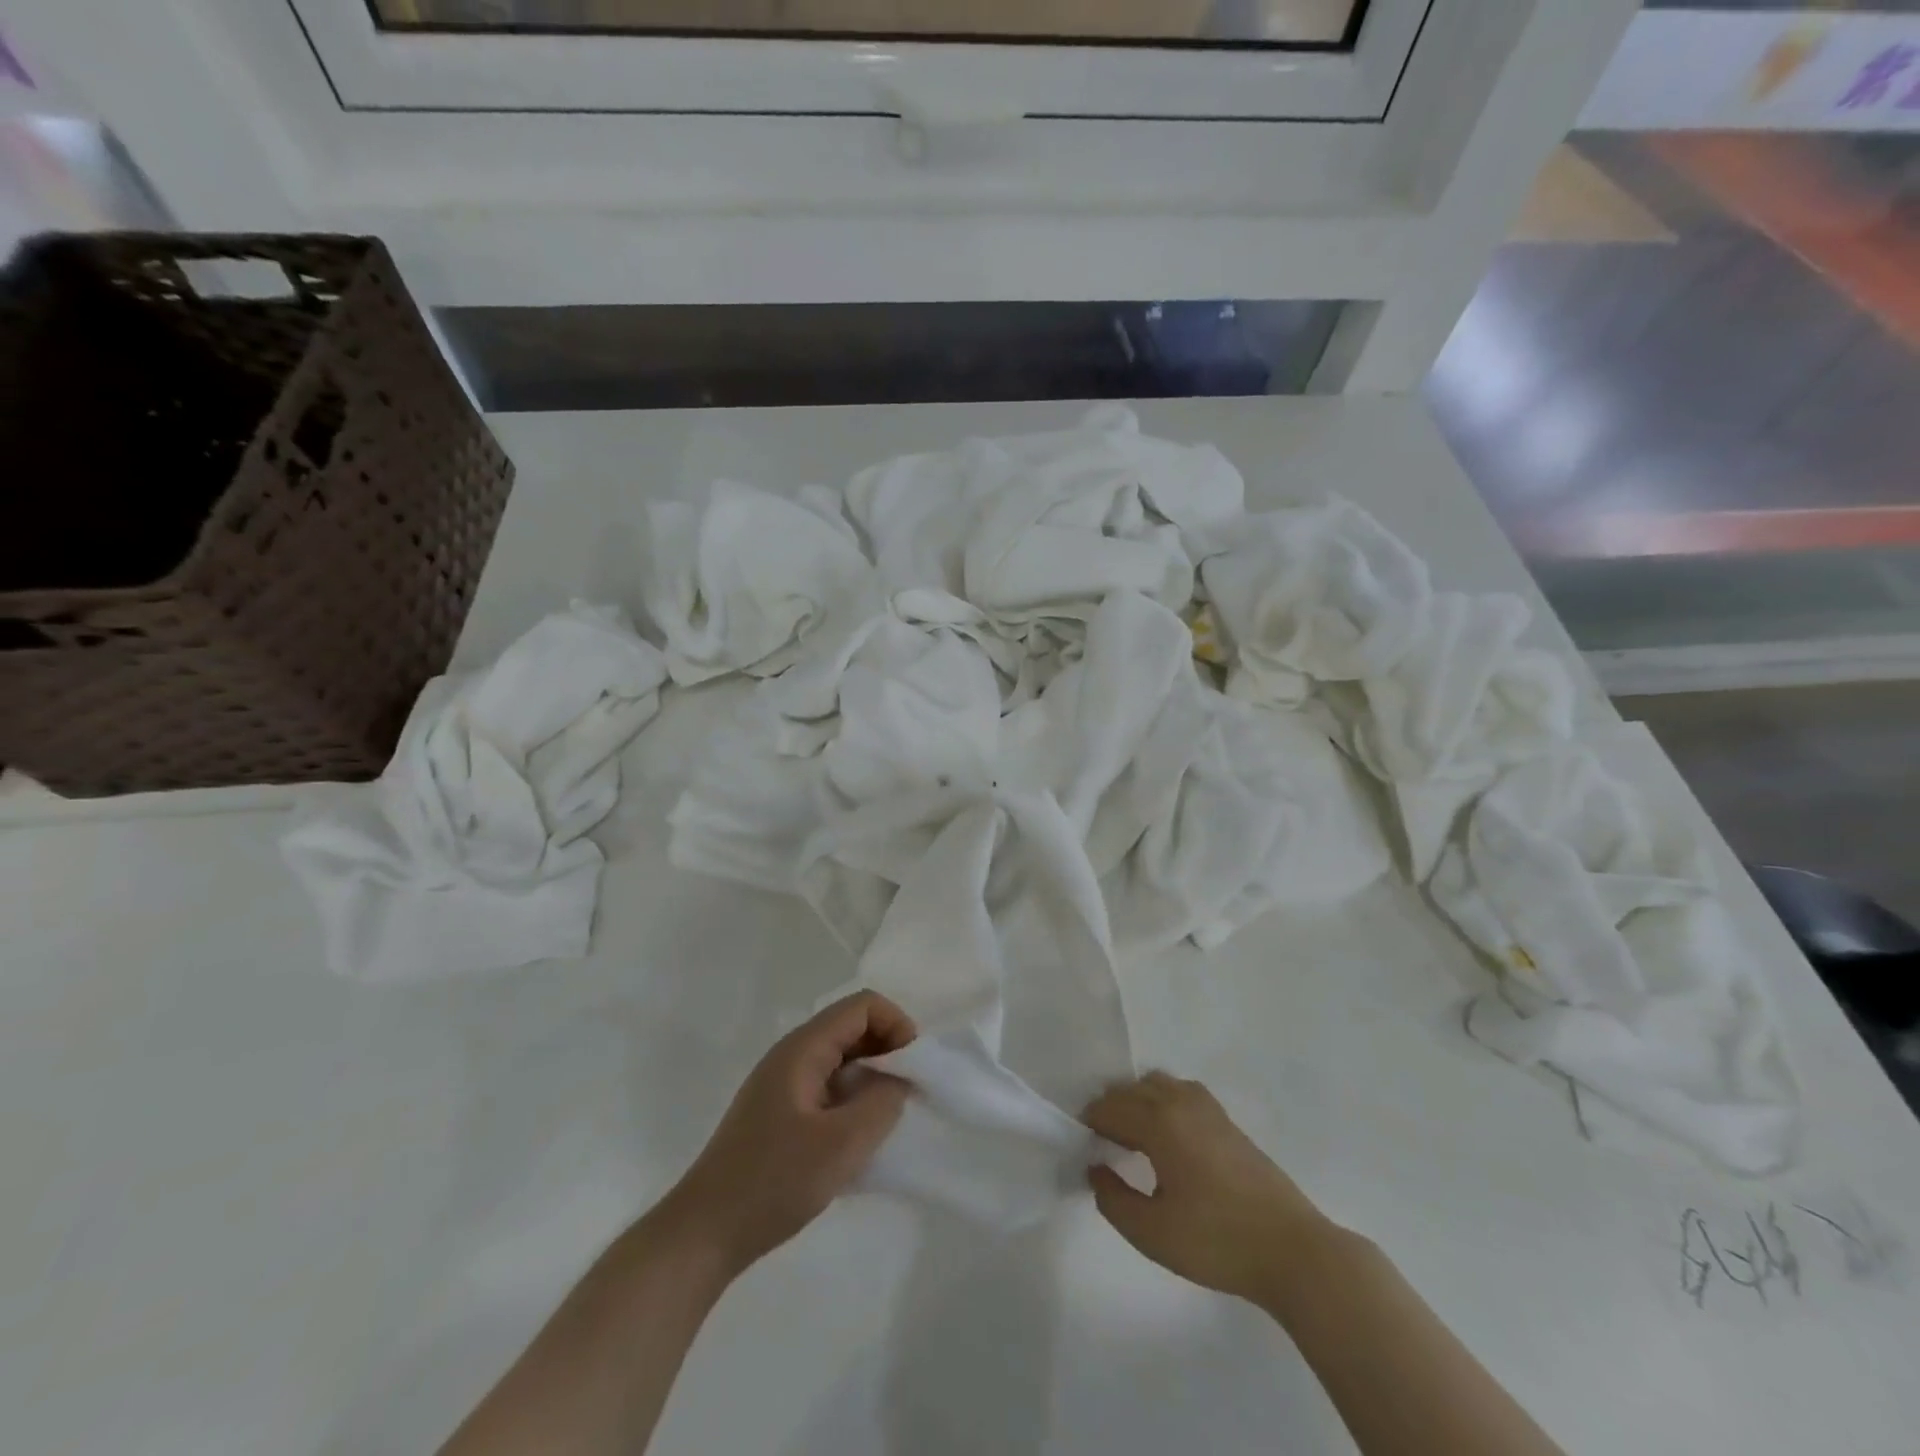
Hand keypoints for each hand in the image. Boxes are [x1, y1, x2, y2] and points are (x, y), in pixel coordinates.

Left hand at [661, 992, 916, 1279]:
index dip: (897, 1025)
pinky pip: (829, 1085)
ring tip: (888, 1118)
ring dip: (872, 1077)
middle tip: (908, 1095)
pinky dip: (853, 1098)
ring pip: (842, 1058)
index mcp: (803, 1048)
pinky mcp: (780, 1112)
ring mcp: (783, 1083)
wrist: (703, 1234)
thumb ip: (882, 1102)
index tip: (914, 1069)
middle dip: (888, 1050)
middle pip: (852, 1028)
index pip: (862, 1007)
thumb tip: (901, 1078)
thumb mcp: (842, 1145)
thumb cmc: (773, 1182)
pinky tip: (859, 1138)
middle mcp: (792, 1054)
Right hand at [1084, 1072, 1332, 1302]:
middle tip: (1103, 1147)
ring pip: (1157, 1084)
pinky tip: (1168, 1139)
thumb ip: (1113, 1199)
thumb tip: (1096, 1169)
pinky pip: (1180, 1092)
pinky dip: (1162, 1103)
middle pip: (1130, 1089)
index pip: (1109, 1107)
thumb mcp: (1152, 1233)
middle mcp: (1180, 1102)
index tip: (1082, 1148)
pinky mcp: (1226, 1120)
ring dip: (1137, 1102)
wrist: (1292, 1250)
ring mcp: (1207, 1107)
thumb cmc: (1217, 1242)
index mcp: (1160, 1122)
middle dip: (1110, 1110)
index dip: (1089, 1124)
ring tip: (1133, 1140)